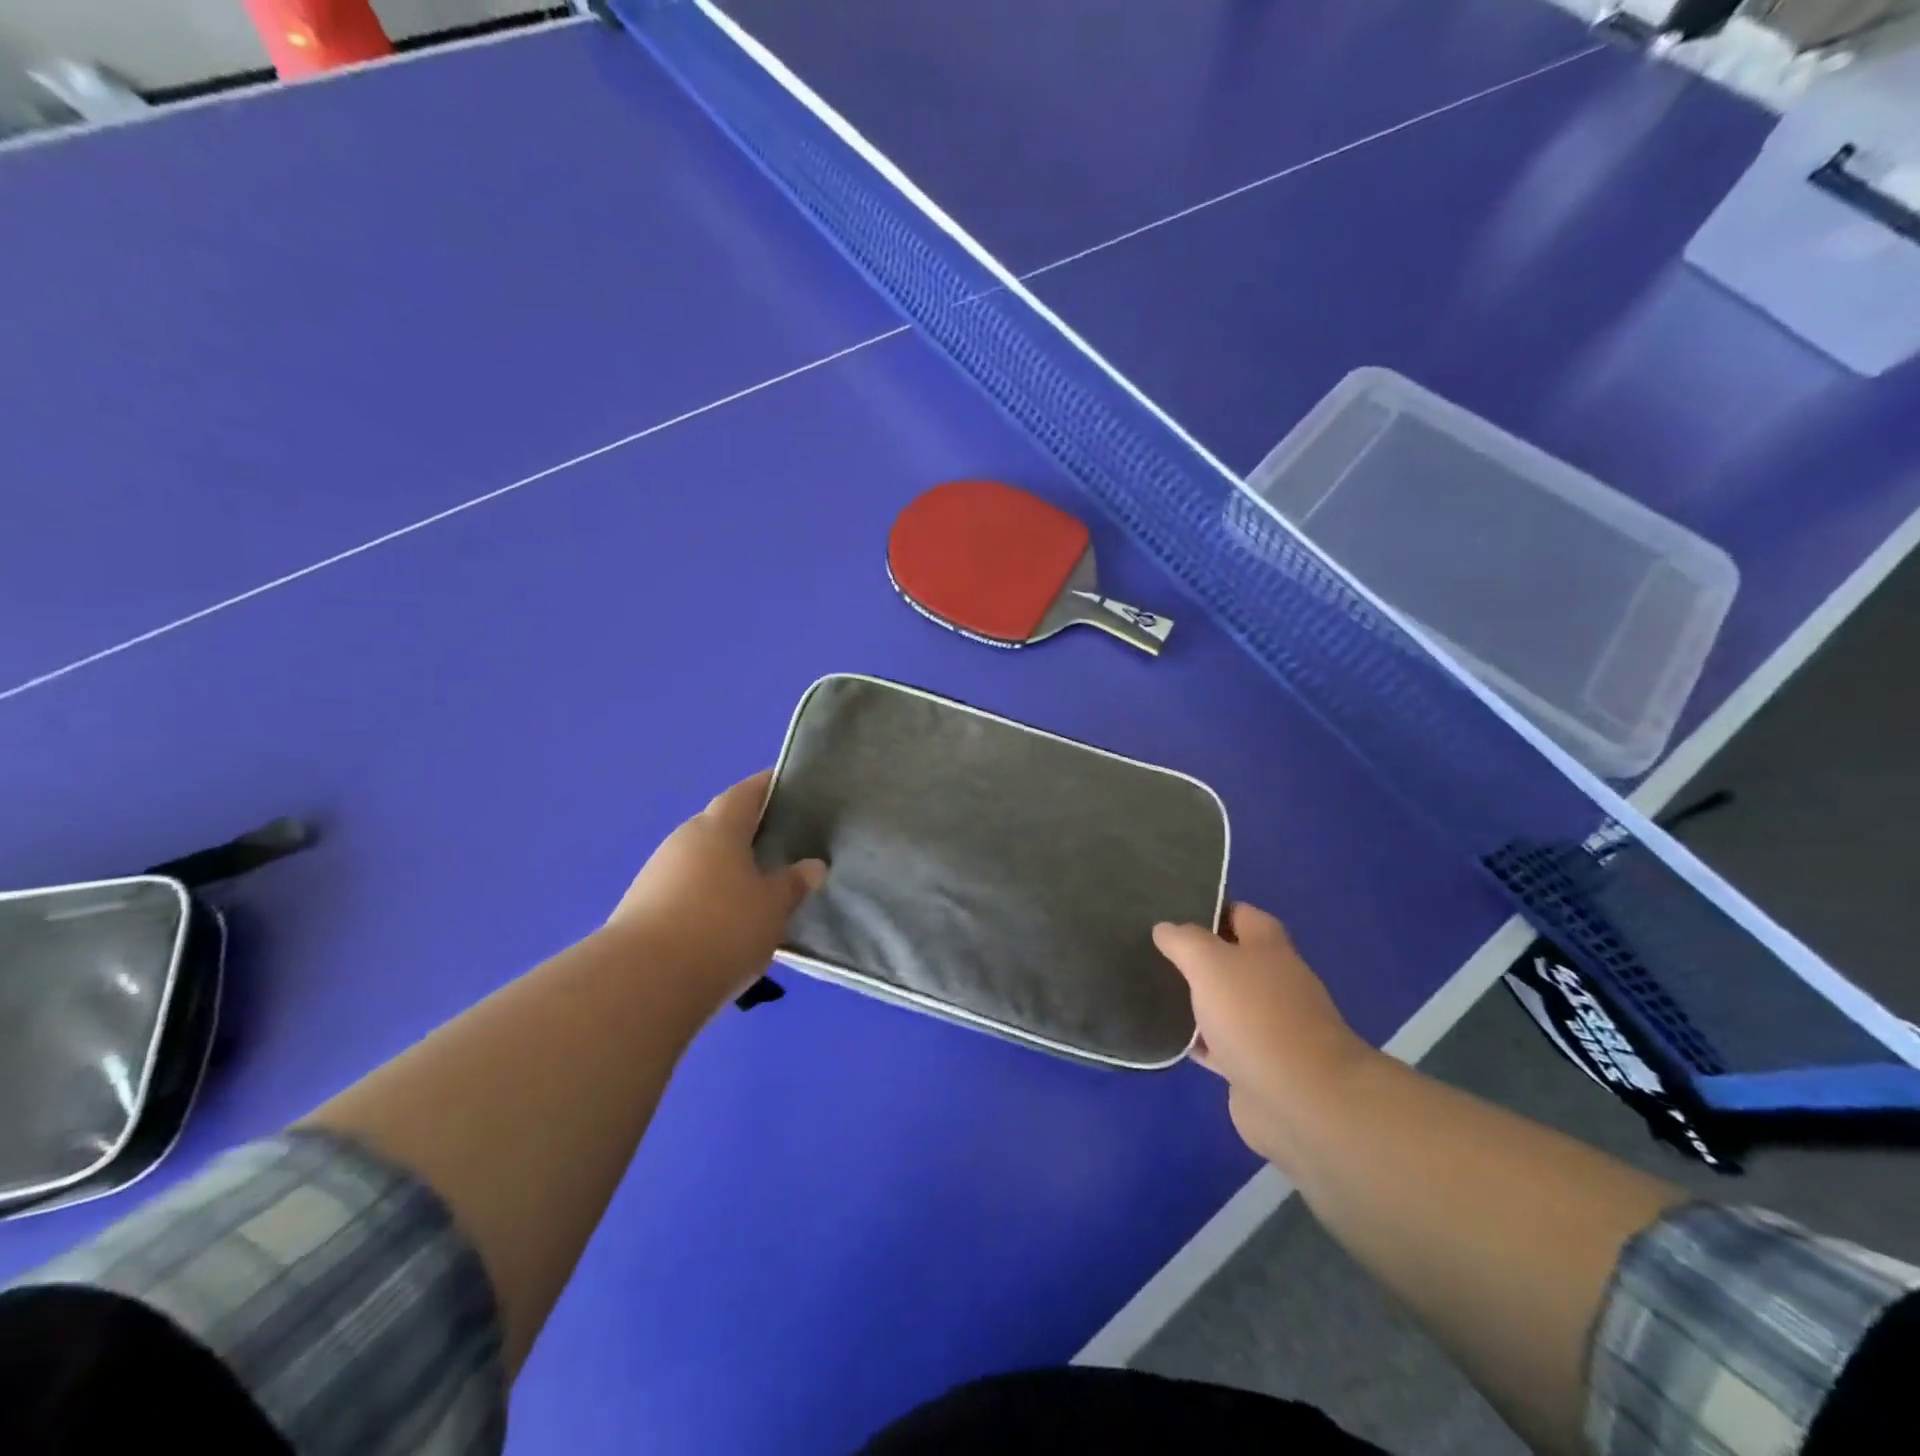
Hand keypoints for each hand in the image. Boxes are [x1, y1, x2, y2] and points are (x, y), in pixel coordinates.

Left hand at [607, 770, 825, 1014]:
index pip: (745, 793)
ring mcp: (658, 875)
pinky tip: (726, 922)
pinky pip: (686, 891)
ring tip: (760, 889)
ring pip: (702, 861)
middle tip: (784, 845)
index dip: (767, 786)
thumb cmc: (721, 928)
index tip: (789, 785)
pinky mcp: (642, 909)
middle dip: (749, 832)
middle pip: (721, 826)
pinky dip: (709, 897)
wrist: (642, 983)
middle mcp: (684, 841)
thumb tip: (812, 865)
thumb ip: (793, 883)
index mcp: (718, 829)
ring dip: (728, 869)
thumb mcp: (772, 907)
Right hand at [1154, 903, 1379, 1171]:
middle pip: (1232, 959)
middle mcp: (1273, 982)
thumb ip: (1183, 940)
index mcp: (1269, 947)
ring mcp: (1268, 1026)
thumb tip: (1164, 928)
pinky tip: (1167, 1037)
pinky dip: (1197, 1040)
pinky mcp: (1255, 1066)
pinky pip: (1219, 1043)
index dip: (1210, 908)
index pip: (1240, 914)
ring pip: (1223, 1002)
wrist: (1300, 1100)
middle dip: (1197, 955)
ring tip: (1150, 987)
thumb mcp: (1209, 962)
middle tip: (1152, 949)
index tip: (1171, 909)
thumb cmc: (1255, 1015)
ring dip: (1195, 998)